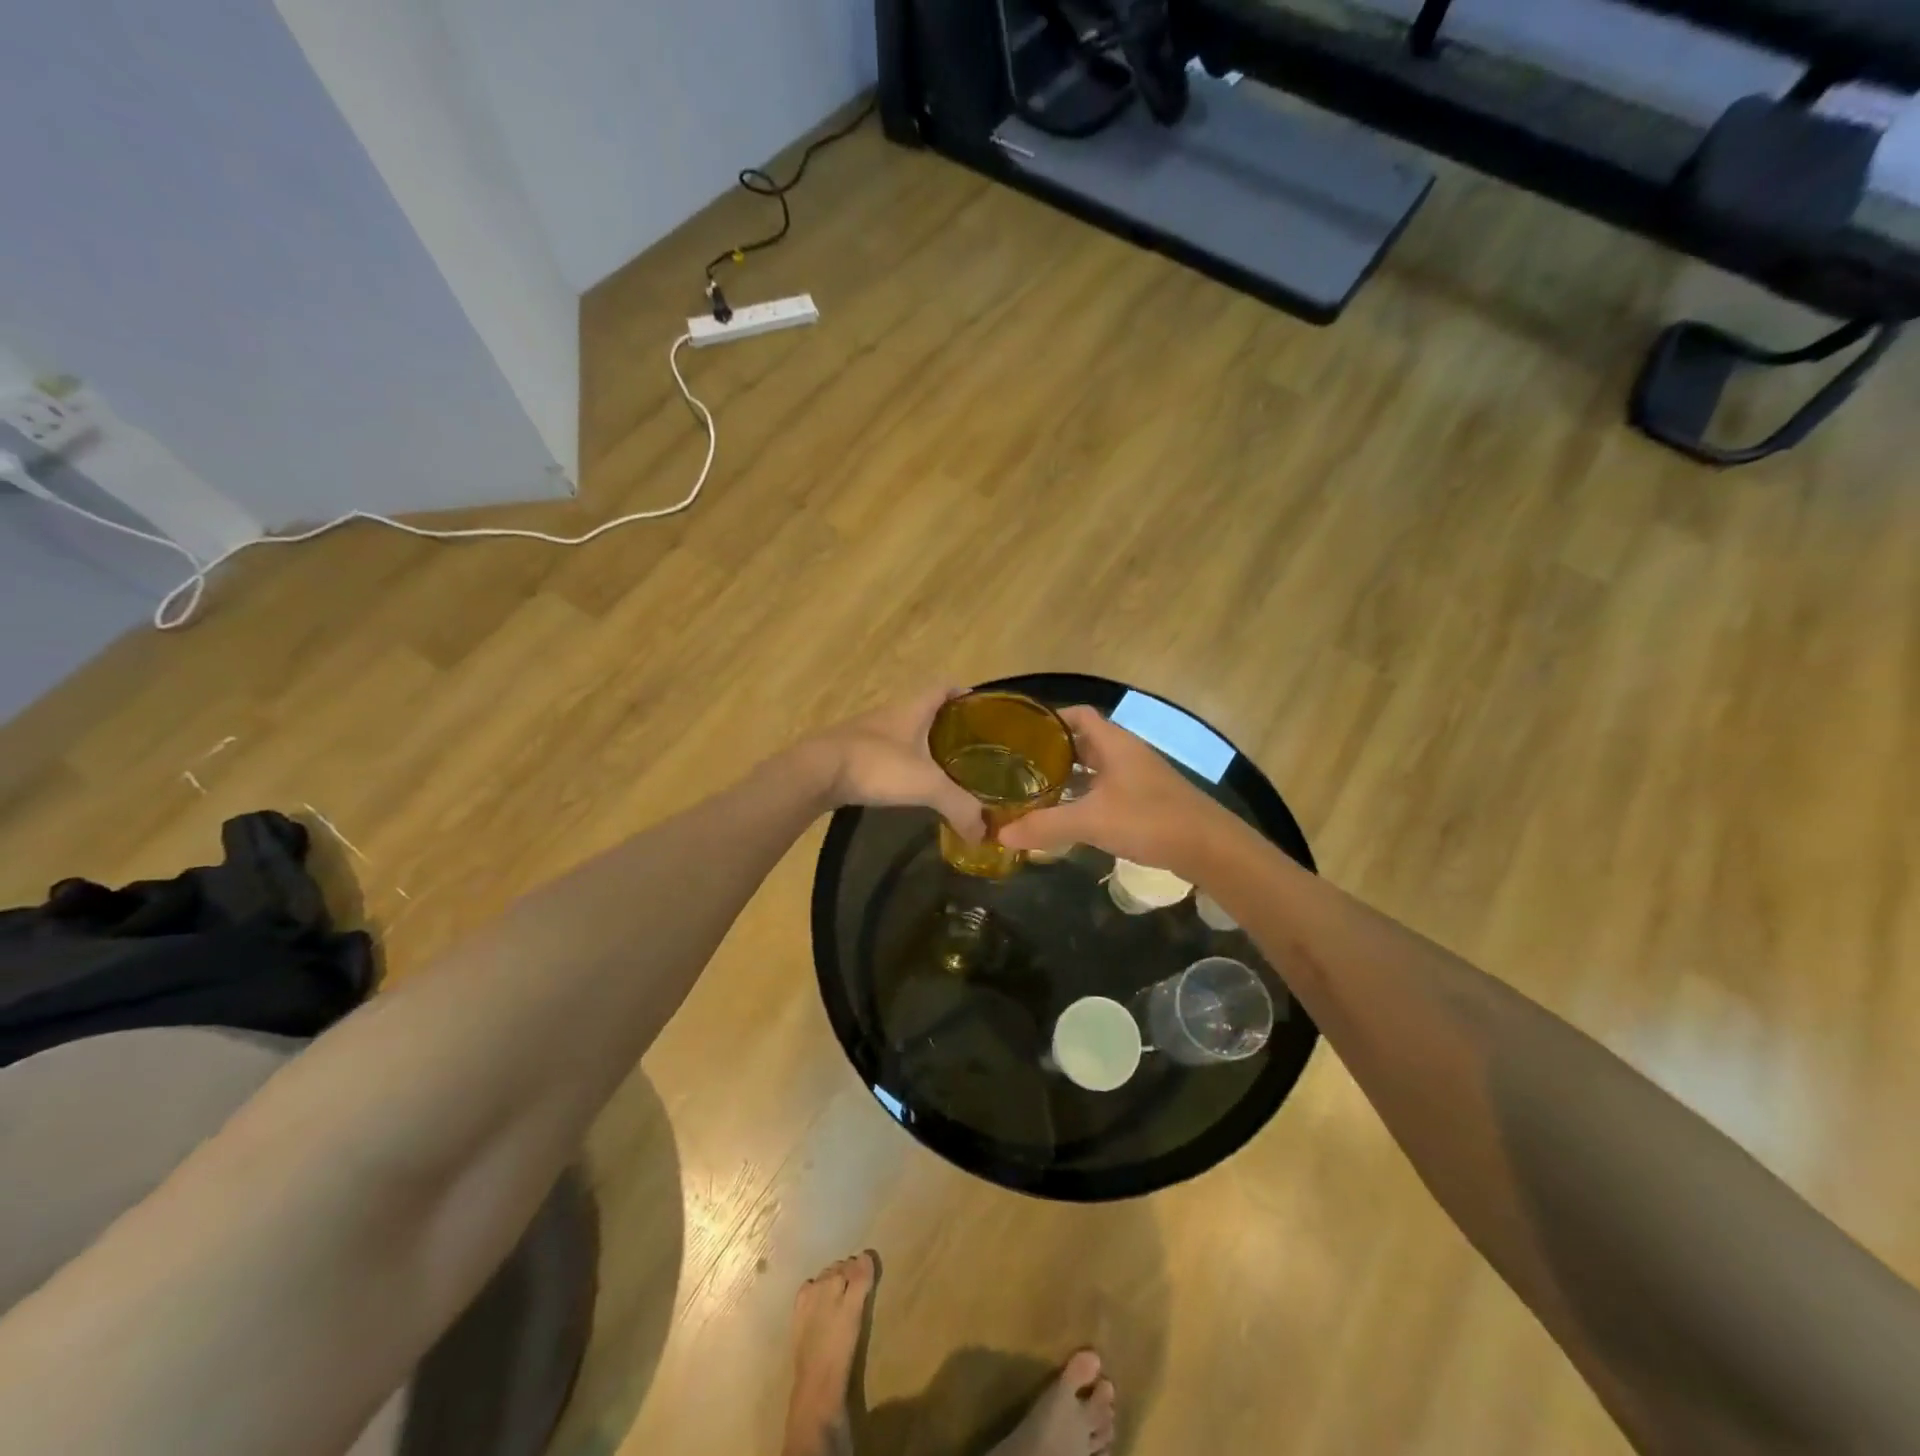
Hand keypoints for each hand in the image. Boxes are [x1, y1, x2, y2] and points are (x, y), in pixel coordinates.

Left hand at [807, 689, 985, 840]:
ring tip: (942, 768)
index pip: (942, 688)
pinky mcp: (851, 754)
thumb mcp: (926, 785)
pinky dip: (899, 763)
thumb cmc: (876, 765)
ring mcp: (867, 734)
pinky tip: (906, 784)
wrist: (815, 773)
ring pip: (903, 732)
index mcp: (912, 709)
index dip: (961, 693)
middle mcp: (890, 715)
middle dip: (946, 724)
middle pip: (924, 710)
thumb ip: (959, 806)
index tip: (979, 708)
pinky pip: (884, 753)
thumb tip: (983, 833)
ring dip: (921, 745)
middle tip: (969, 747)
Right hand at [999, 707, 1226, 875]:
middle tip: (1019, 768)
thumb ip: (1045, 826)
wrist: (1208, 847)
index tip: (1020, 735)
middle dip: (1053, 753)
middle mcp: (1126, 753)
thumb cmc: (1149, 819)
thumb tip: (1000, 834)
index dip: (1050, 719)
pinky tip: (1070, 816)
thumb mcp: (1091, 821)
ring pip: (1096, 768)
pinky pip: (1107, 788)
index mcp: (1114, 743)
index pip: (1077, 715)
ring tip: (1036, 792)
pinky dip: (1086, 796)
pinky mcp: (1147, 799)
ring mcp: (1139, 776)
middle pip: (1084, 742)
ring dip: (1069, 777)